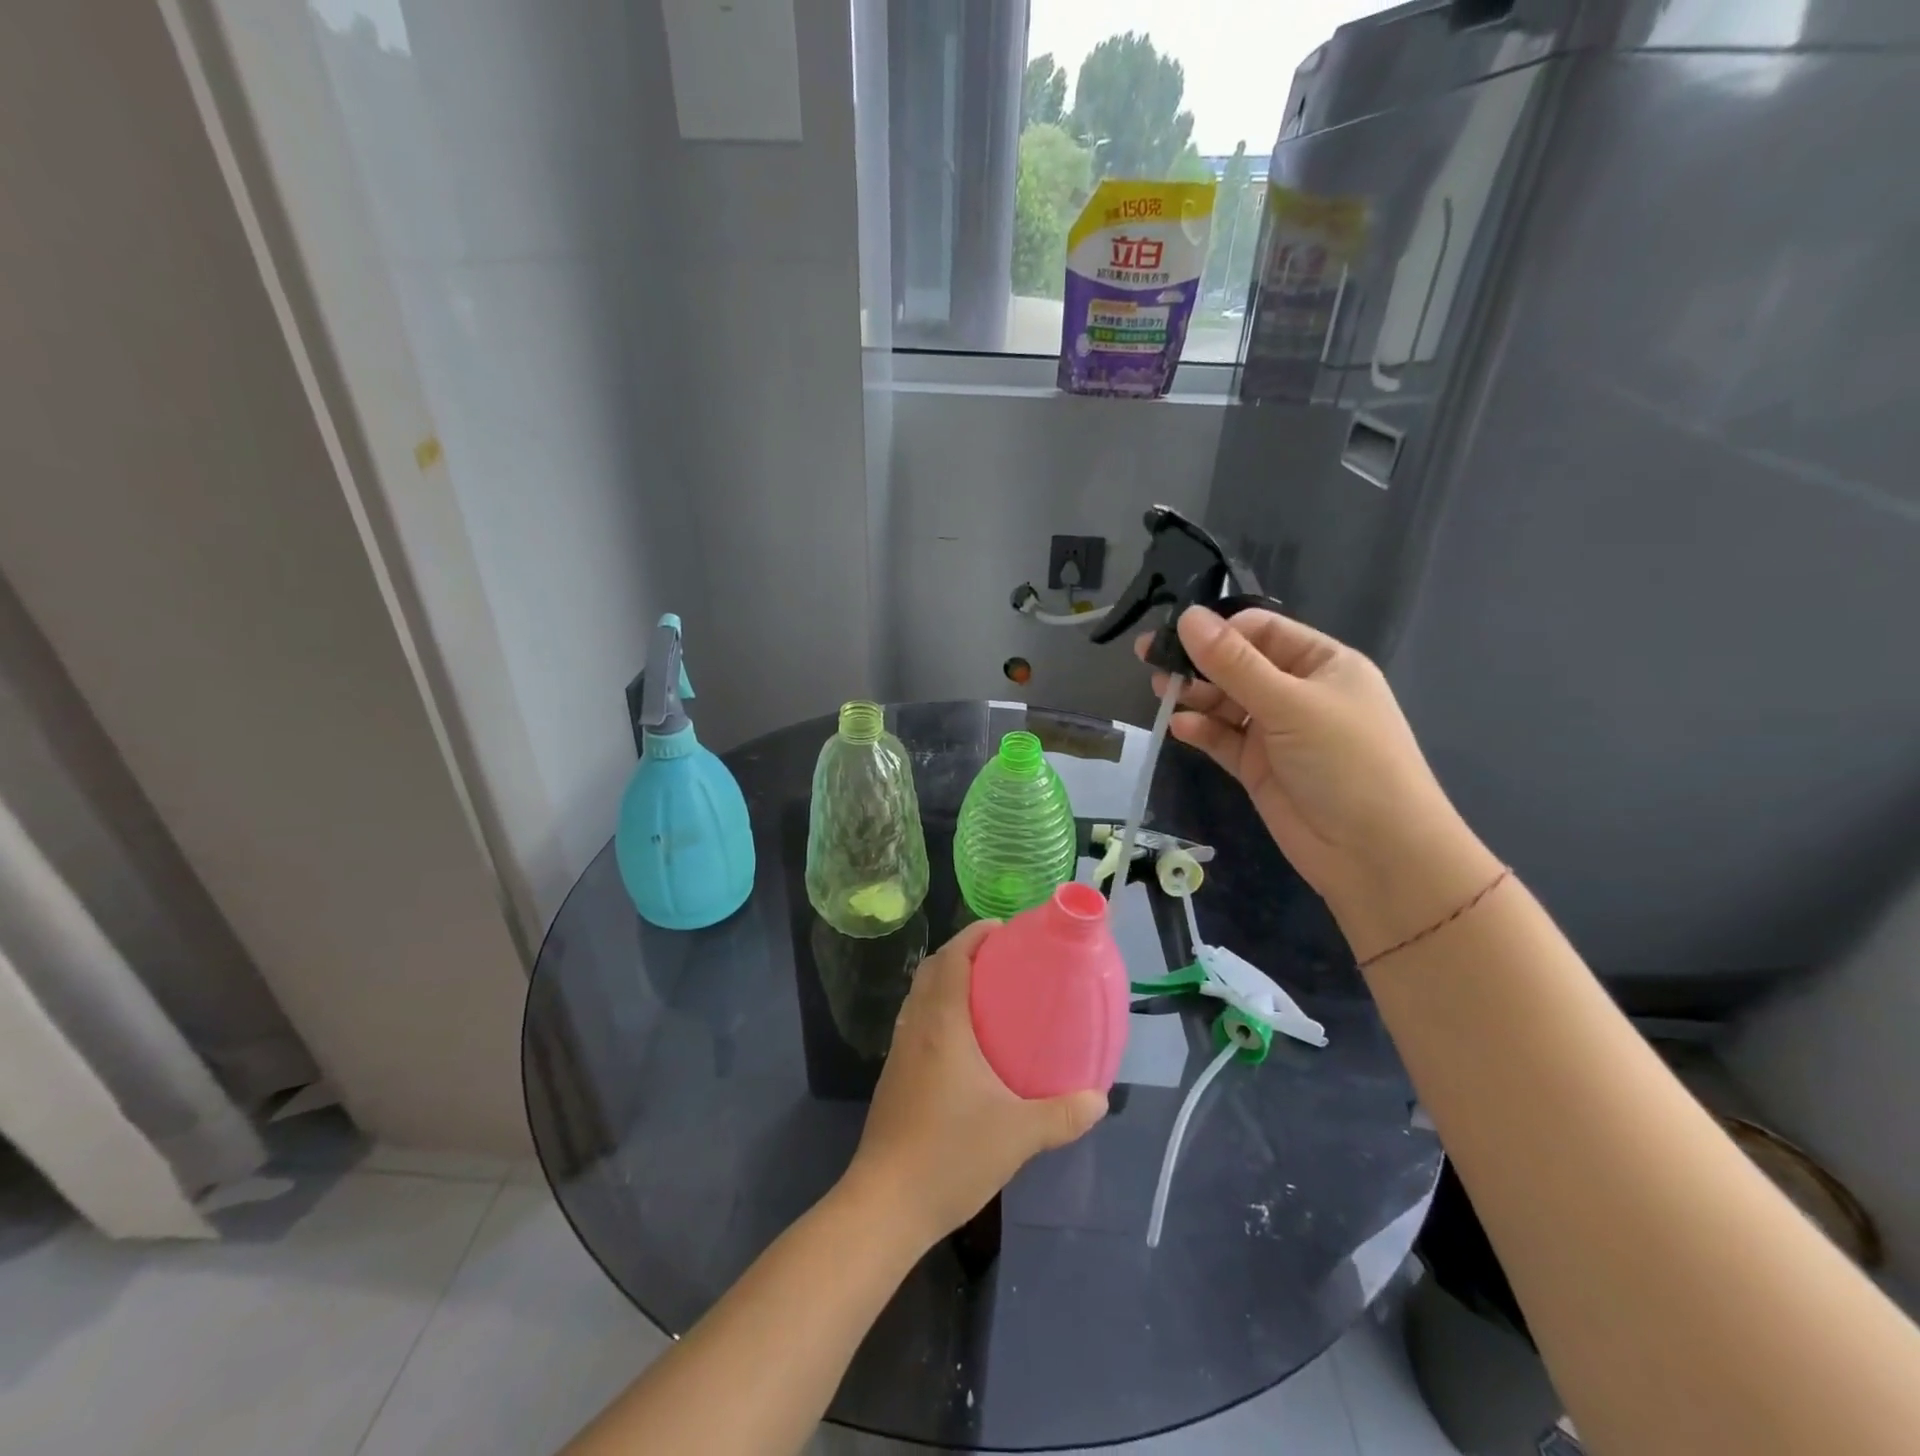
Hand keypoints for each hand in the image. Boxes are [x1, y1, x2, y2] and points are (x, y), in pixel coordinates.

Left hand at [842, 921, 1106, 1246]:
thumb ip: (1062, 1114)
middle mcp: (915, 1029)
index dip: (972, 936)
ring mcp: (899, 1054)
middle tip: (999, 961)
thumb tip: (1099, 1099)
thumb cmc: (951, 1154)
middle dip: (961, 955)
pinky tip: (963, 1047)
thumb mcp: (1018, 1134)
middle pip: (931, 972)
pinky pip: (916, 1026)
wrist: (886, 1204)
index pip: (951, 959)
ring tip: (985, 996)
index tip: (1000, 929)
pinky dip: (938, 1014)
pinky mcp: (893, 1079)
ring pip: (920, 999)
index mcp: (941, 1025)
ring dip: (946, 984)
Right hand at [1139, 607, 1501, 958]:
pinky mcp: (1259, 768)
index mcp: (1322, 663)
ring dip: (1195, 696)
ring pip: (1226, 703)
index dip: (1220, 630)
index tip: (1178, 635)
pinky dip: (1201, 731)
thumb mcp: (1289, 704)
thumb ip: (1234, 663)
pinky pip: (1223, 739)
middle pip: (1238, 666)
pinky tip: (1180, 727)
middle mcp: (1299, 692)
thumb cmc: (1345, 762)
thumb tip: (1187, 616)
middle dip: (1198, 662)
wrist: (1375, 854)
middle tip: (1149, 658)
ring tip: (1160, 691)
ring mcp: (1277, 732)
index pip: (1262, 631)